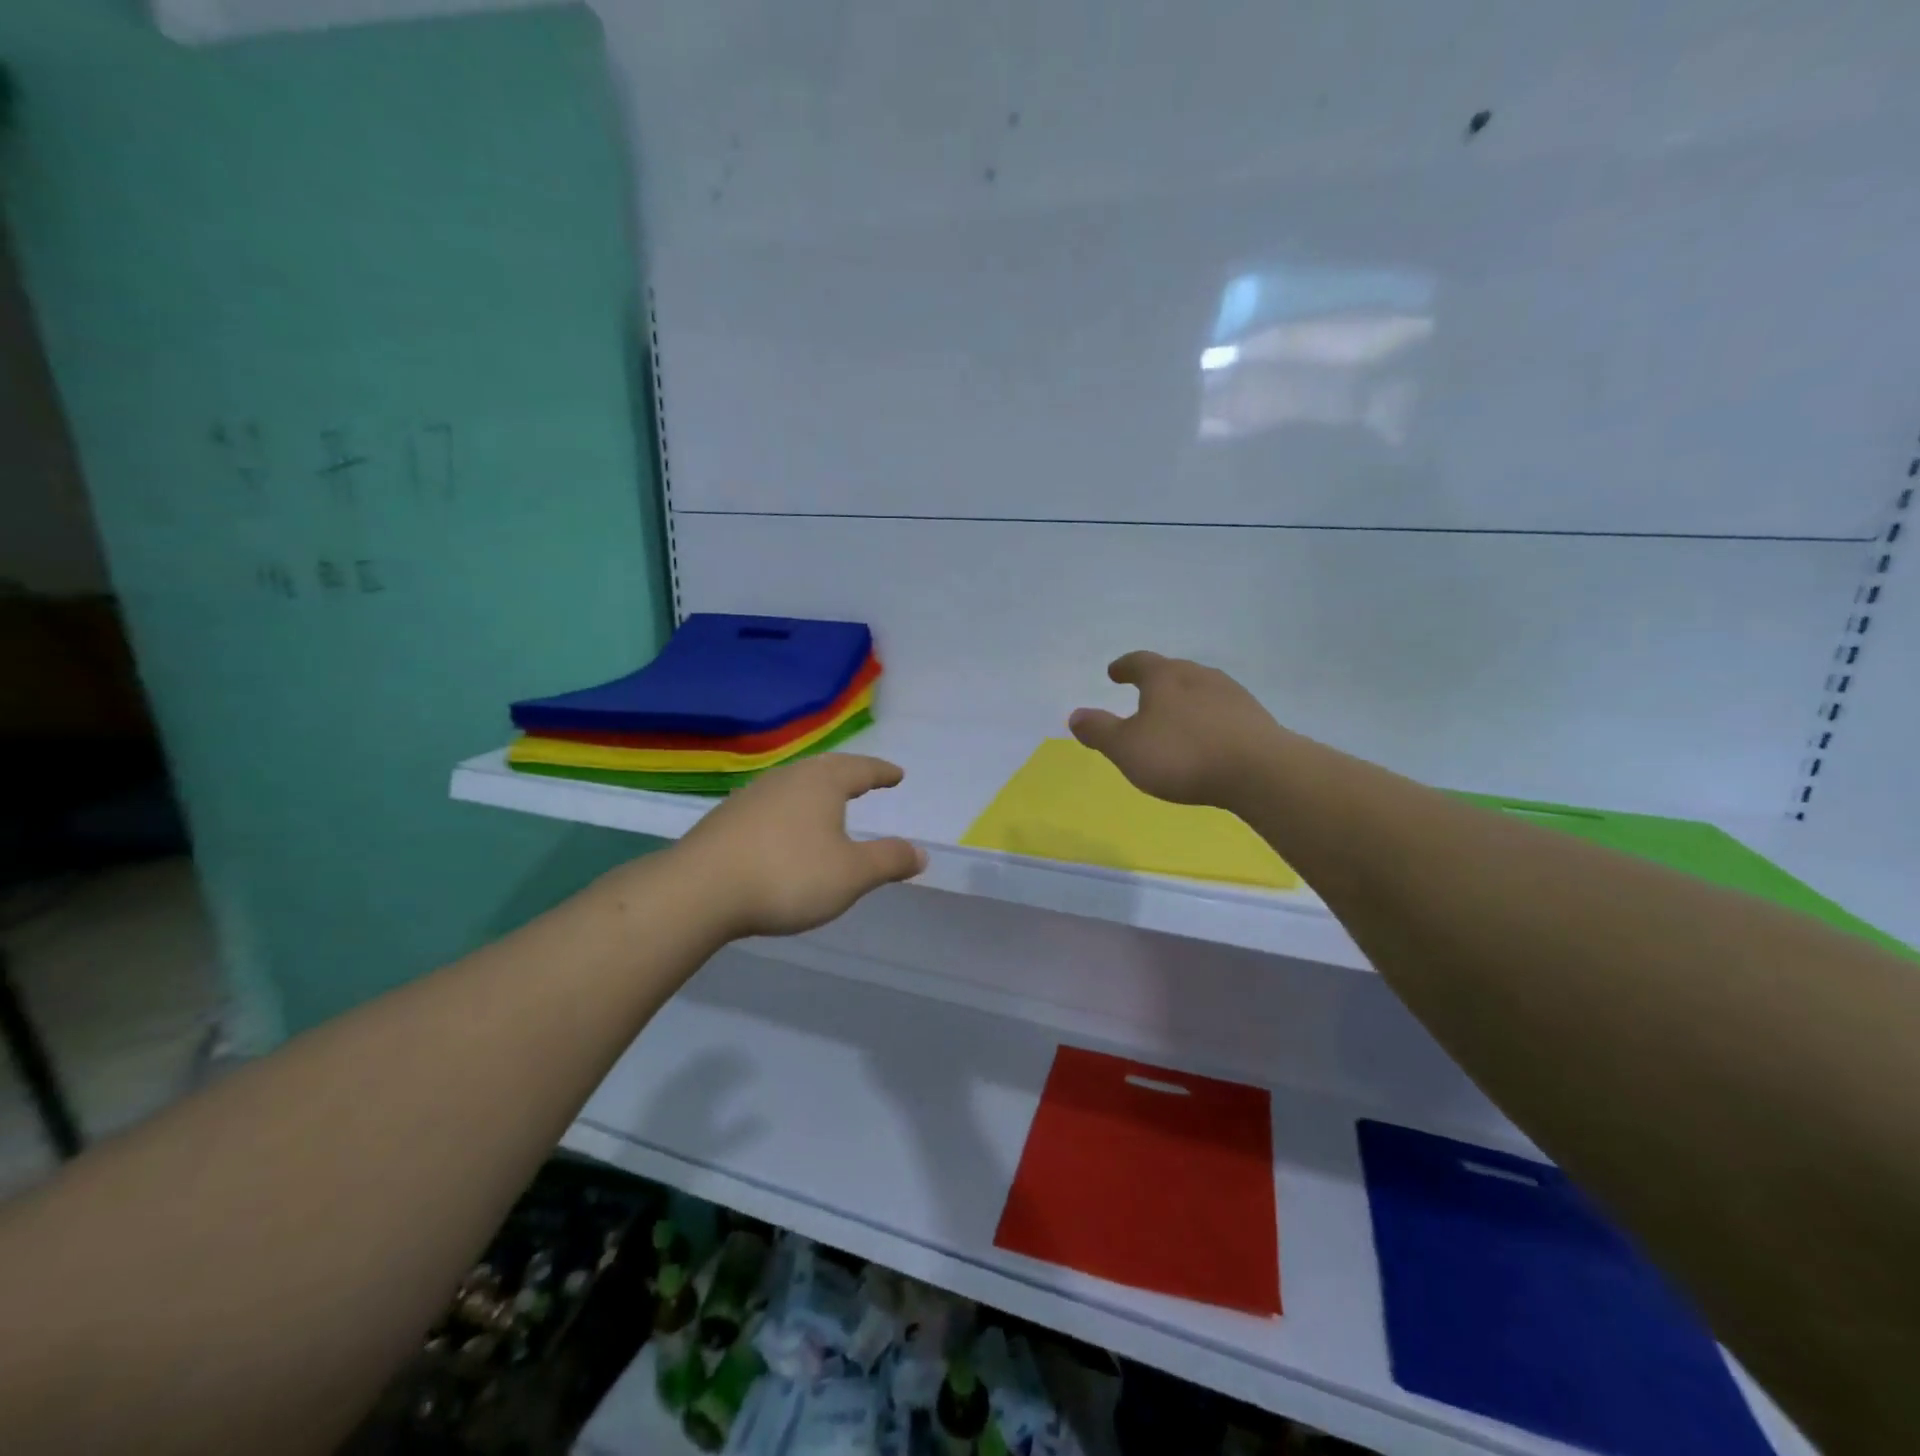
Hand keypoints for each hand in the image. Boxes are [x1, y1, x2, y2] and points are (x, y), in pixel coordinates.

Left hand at [676, 754, 927, 938]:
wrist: (700, 891)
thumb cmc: (788, 875)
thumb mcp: (851, 875)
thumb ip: (888, 861)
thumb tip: (921, 852)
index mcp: (822, 783)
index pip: (861, 769)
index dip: (882, 773)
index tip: (897, 775)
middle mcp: (787, 779)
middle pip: (825, 769)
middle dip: (849, 775)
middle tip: (865, 780)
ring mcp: (752, 796)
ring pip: (794, 784)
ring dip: (816, 791)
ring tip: (827, 803)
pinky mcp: (727, 818)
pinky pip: (771, 805)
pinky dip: (790, 810)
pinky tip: (784, 829)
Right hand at [1068, 651, 1283, 808]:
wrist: (1260, 771)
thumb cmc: (1182, 755)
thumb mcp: (1126, 747)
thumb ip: (1099, 731)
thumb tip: (1075, 715)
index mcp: (1165, 677)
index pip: (1139, 661)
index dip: (1124, 667)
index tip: (1114, 672)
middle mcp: (1199, 676)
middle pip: (1173, 671)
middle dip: (1156, 681)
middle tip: (1143, 693)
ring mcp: (1231, 694)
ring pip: (1200, 689)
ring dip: (1184, 699)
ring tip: (1174, 717)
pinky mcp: (1255, 718)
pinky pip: (1221, 711)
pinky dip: (1207, 719)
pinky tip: (1206, 737)